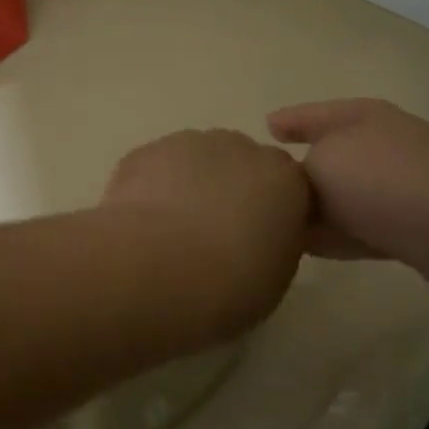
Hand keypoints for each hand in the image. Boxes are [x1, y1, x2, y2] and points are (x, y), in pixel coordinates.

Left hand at [102, 130, 311, 334]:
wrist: (155, 270)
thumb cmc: (228, 285)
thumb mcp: (274, 278)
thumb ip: (274, 244)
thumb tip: (259, 238)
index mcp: (284, 179)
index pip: (286, 186)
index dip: (269, 212)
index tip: (255, 241)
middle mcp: (240, 149)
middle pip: (240, 163)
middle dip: (230, 191)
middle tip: (213, 236)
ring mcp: (188, 144)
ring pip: (195, 160)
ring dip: (190, 186)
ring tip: (171, 233)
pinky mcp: (144, 151)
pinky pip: (156, 168)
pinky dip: (152, 189)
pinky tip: (141, 224)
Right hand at [268, 98, 428, 304]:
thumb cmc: (385, 179)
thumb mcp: (324, 162)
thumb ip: (298, 174)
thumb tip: (300, 192)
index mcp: (361, 119)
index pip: (314, 115)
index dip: (291, 119)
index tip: (265, 127)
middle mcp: (381, 149)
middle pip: (329, 158)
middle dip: (297, 172)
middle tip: (259, 189)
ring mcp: (398, 192)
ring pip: (342, 200)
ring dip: (313, 213)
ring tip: (274, 226)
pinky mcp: (410, 233)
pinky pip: (358, 233)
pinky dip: (333, 239)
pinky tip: (306, 250)